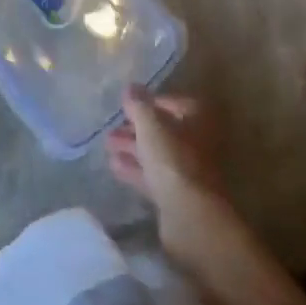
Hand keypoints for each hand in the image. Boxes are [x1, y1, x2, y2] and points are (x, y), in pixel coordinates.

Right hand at [106, 86, 244, 274]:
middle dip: (137, 127)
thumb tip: (130, 87)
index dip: (151, 102)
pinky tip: (114, 166)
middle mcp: (197, 144)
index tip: (128, 105)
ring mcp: (188, 172)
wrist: (190, 217)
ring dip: (133, 148)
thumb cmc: (173, 161)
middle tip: (112, 127)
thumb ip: (139, 105)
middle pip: (164, 130)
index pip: (176, 103)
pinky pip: (152, 176)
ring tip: (107, 144)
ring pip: (156, 154)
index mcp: (198, 121)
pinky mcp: (177, 197)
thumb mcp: (151, 126)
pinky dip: (135, 169)